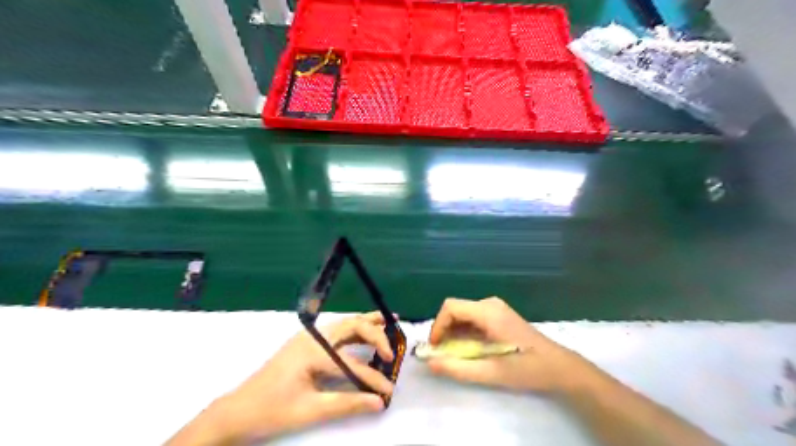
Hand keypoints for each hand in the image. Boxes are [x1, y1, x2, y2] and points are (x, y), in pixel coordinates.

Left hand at [186, 312, 396, 444]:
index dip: (373, 378)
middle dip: (375, 333)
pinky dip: (354, 329)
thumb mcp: (310, 410)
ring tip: (388, 321)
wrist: (237, 410)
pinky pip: (336, 330)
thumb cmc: (272, 411)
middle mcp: (313, 337)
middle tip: (394, 346)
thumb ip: (347, 403)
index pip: (352, 364)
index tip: (389, 391)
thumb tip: (378, 402)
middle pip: (351, 326)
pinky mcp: (306, 342)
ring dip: (366, 323)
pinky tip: (363, 332)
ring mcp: (308, 337)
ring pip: (344, 323)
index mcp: (313, 352)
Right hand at [430, 296, 589, 393]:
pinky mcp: (499, 314)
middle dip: (444, 330)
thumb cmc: (527, 369)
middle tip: (443, 353)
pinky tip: (469, 348)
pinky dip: (465, 331)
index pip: (451, 307)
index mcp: (489, 312)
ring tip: (455, 354)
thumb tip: (430, 363)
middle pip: (456, 309)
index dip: (438, 326)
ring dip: (454, 332)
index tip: (435, 347)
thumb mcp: (491, 373)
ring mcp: (496, 307)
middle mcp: (490, 304)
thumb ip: (458, 368)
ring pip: (463, 313)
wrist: (559, 367)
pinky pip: (473, 317)